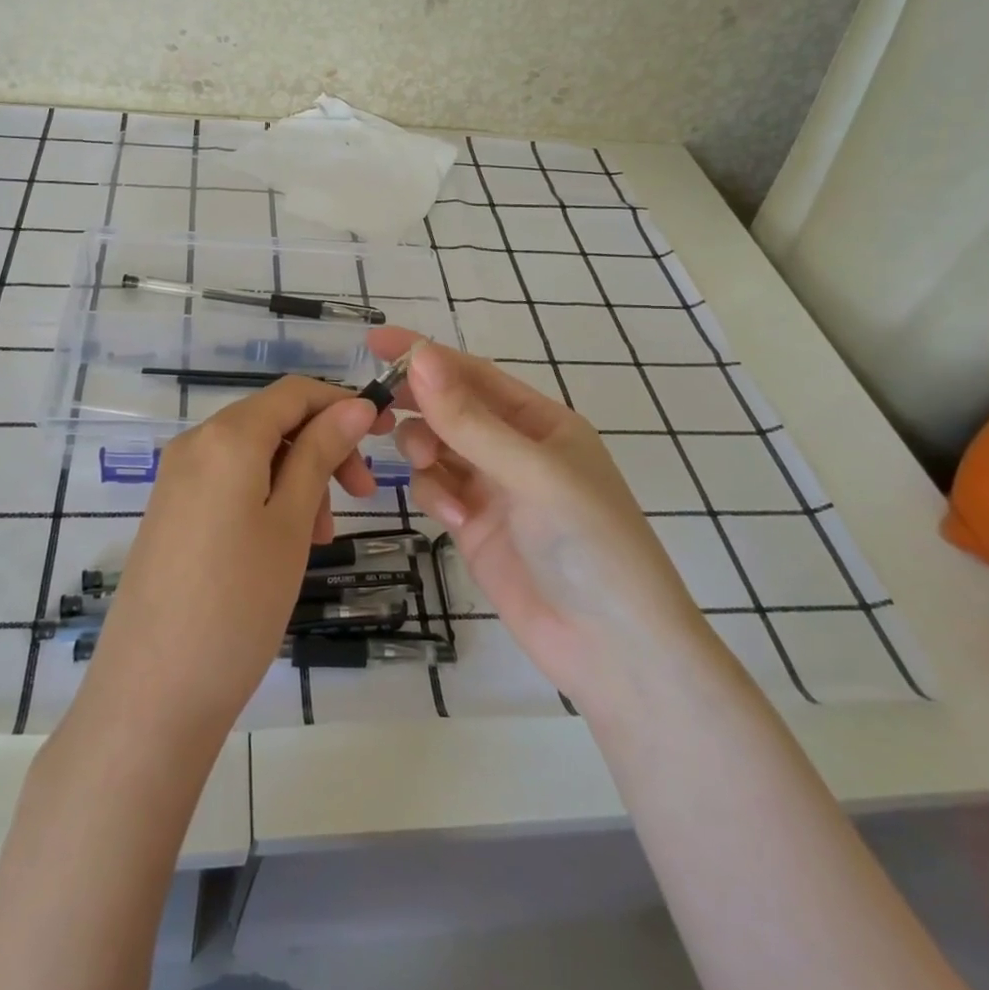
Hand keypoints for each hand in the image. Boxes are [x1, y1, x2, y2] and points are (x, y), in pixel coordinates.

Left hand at [76, 378, 392, 744]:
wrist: (152, 694)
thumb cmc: (238, 603)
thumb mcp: (292, 523)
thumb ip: (320, 454)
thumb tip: (353, 405)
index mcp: (227, 436)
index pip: (295, 392)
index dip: (341, 403)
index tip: (382, 434)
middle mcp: (195, 443)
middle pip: (273, 421)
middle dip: (322, 447)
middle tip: (362, 497)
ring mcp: (176, 478)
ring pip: (253, 453)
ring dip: (298, 477)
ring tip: (322, 535)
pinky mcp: (170, 511)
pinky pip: (228, 481)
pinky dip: (266, 496)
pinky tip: (284, 543)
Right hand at [374, 328, 707, 709]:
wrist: (613, 649)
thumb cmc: (587, 542)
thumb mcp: (531, 472)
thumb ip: (470, 419)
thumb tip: (421, 357)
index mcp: (540, 421)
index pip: (473, 375)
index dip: (426, 355)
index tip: (377, 340)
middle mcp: (513, 448)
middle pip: (450, 408)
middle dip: (418, 403)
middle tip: (375, 405)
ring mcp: (492, 488)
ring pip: (436, 447)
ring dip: (424, 450)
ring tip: (428, 466)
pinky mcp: (474, 526)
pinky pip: (438, 490)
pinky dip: (436, 495)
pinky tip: (456, 520)